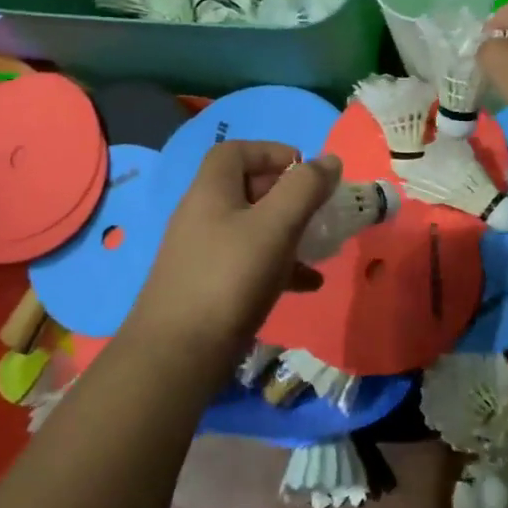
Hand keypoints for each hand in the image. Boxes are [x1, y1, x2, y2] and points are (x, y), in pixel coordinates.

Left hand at [128, 141, 339, 354]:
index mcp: (211, 191)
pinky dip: (279, 266)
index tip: (305, 170)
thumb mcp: (276, 226)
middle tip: (319, 209)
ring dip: (288, 232)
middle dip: (287, 195)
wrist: (177, 355)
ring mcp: (203, 253)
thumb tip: (329, 160)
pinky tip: (308, 285)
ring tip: (320, 247)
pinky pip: (249, 263)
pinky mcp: (208, 286)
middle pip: (247, 188)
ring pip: (252, 228)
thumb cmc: (230, 278)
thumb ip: (305, 188)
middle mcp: (202, 215)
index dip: (271, 151)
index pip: (236, 151)